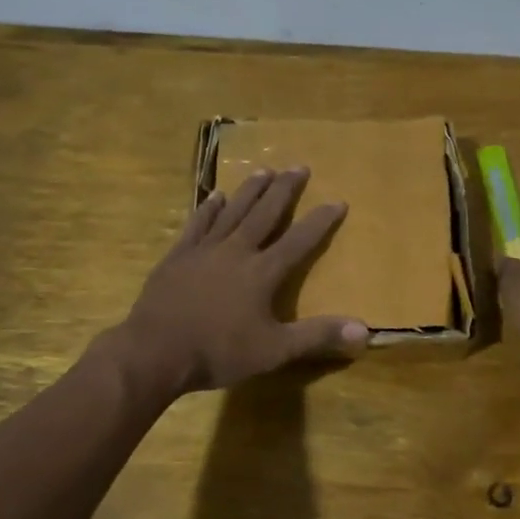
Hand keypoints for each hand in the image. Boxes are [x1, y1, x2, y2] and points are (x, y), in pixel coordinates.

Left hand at [115, 168, 369, 392]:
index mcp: (262, 273)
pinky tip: (215, 196)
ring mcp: (204, 250)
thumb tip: (364, 329)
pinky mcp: (178, 256)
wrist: (155, 352)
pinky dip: (208, 209)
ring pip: (232, 212)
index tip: (338, 200)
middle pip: (265, 214)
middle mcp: (236, 251)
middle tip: (299, 166)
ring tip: (264, 171)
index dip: (320, 221)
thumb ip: (317, 336)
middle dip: (284, 190)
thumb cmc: (218, 352)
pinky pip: (197, 224)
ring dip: (250, 191)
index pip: (299, 241)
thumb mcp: (275, 351)